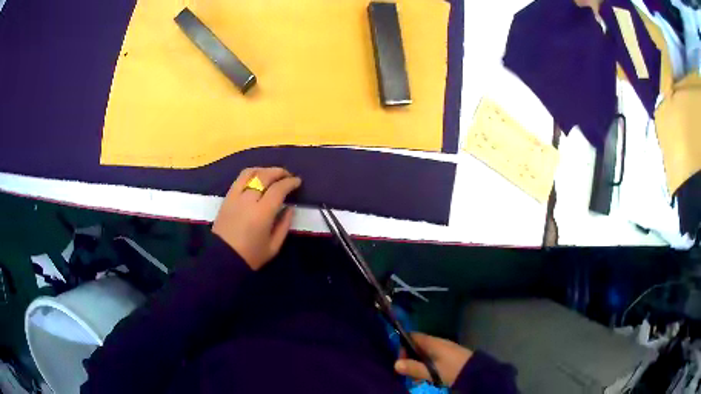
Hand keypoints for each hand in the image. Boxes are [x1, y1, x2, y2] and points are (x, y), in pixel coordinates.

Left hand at [213, 167, 301, 270]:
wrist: (223, 258)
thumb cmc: (251, 256)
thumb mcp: (274, 246)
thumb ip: (285, 224)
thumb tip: (290, 207)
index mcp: (262, 213)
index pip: (278, 189)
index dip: (290, 182)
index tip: (298, 182)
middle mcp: (248, 200)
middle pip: (264, 176)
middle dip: (279, 172)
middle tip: (288, 175)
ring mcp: (235, 197)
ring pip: (250, 173)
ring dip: (264, 170)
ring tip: (272, 174)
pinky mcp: (227, 198)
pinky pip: (239, 179)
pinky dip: (251, 173)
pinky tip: (257, 178)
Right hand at [394, 333, 472, 386]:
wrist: (476, 372)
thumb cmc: (452, 369)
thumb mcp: (431, 372)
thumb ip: (414, 368)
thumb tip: (395, 364)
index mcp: (432, 342)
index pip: (412, 336)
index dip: (402, 346)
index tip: (399, 360)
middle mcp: (437, 342)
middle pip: (417, 346)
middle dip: (409, 358)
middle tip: (406, 372)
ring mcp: (444, 349)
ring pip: (424, 354)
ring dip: (417, 364)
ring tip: (415, 378)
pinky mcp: (449, 356)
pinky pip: (432, 358)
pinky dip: (426, 366)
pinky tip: (427, 378)